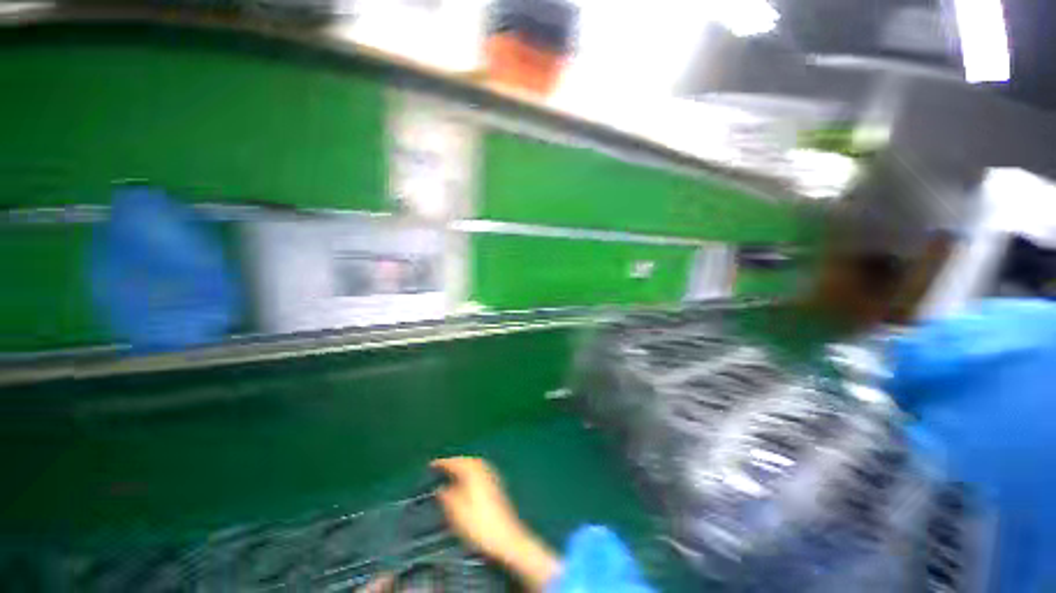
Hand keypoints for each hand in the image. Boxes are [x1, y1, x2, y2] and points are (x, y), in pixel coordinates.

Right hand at [431, 457, 560, 590]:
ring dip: (464, 466)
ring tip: (453, 473)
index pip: (456, 462)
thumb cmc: (478, 526)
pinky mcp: (497, 487)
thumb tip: (441, 488)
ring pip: (476, 465)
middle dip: (455, 462)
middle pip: (468, 461)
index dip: (443, 463)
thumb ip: (447, 497)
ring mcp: (493, 478)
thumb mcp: (456, 513)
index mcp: (473, 473)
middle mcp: (484, 471)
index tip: (431, 465)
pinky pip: (481, 471)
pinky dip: (472, 472)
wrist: (506, 539)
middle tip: (442, 467)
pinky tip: (468, 482)